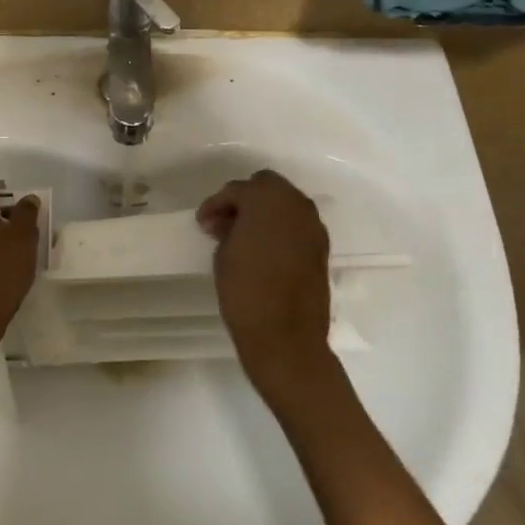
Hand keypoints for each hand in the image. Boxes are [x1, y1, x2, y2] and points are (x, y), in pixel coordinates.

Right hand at [197, 170, 331, 399]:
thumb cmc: (245, 291)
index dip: (216, 204)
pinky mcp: (321, 248)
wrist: (286, 338)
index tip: (203, 224)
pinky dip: (280, 229)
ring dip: (265, 213)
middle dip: (245, 200)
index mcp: (267, 199)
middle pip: (267, 186)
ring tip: (243, 237)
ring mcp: (313, 226)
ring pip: (285, 204)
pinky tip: (264, 250)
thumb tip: (231, 224)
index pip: (237, 190)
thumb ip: (228, 229)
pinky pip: (296, 225)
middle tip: (225, 223)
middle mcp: (296, 204)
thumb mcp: (223, 254)